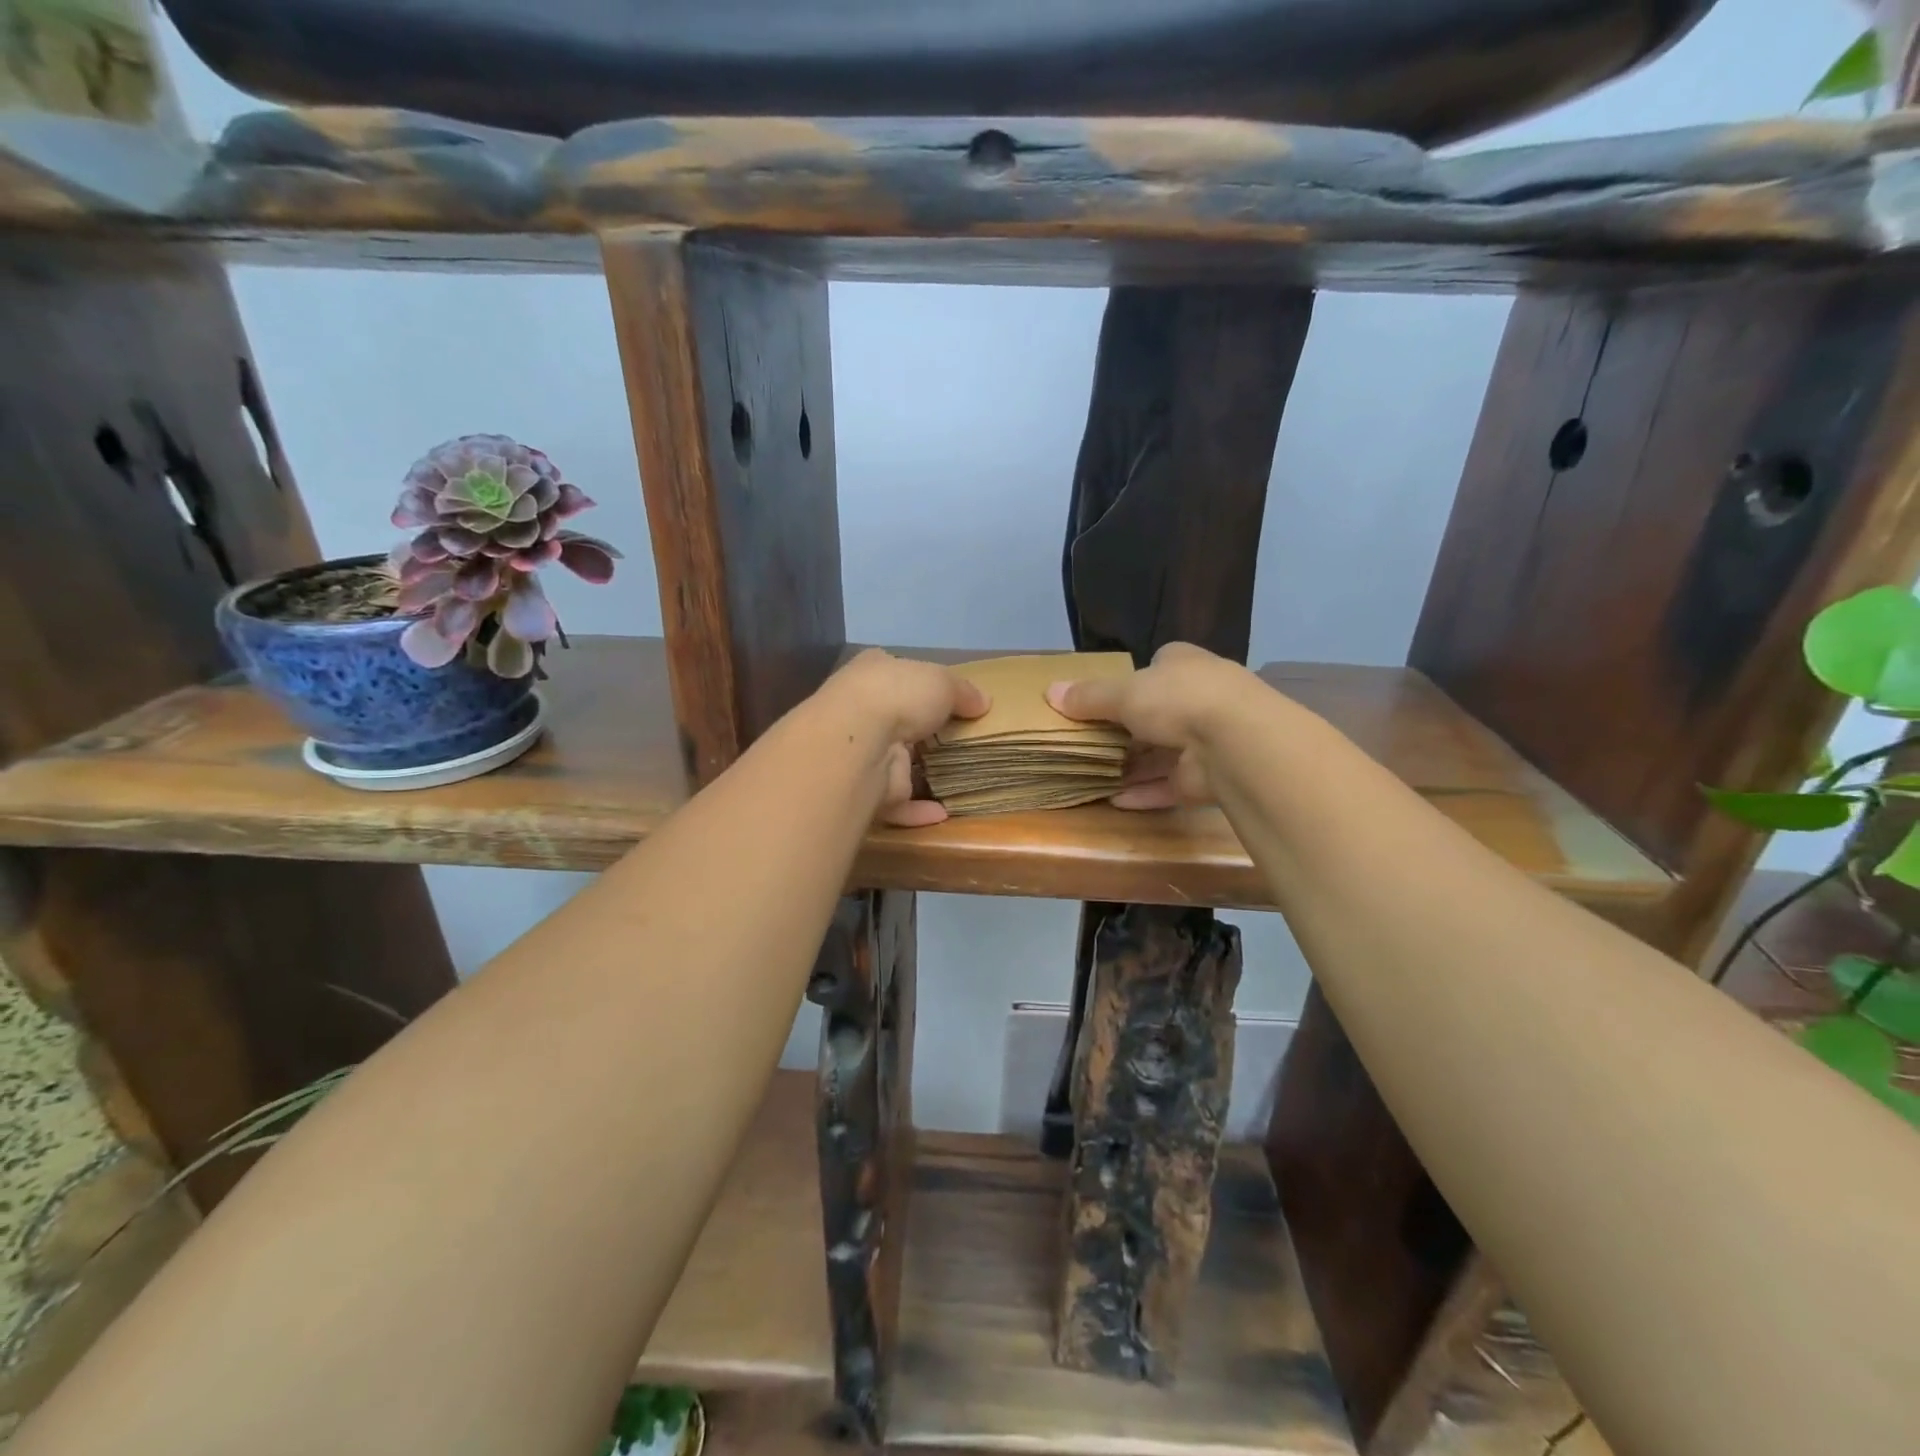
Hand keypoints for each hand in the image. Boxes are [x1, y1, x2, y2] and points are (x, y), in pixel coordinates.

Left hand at [816, 649, 989, 826]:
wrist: (857, 741)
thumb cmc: (897, 695)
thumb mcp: (942, 681)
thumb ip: (964, 692)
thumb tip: (984, 702)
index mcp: (871, 673)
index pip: (893, 672)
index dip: (915, 681)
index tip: (941, 695)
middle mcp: (859, 710)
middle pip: (894, 719)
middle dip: (918, 730)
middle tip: (954, 740)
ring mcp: (859, 753)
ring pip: (892, 762)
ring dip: (915, 772)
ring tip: (952, 778)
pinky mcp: (865, 791)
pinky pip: (895, 803)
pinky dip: (917, 810)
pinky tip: (942, 814)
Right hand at [1045, 642, 1258, 809]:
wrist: (1235, 741)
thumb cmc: (1177, 699)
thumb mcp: (1123, 692)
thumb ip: (1088, 697)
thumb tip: (1049, 692)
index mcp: (1184, 665)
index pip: (1157, 667)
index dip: (1132, 681)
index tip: (1103, 698)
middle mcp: (1199, 698)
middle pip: (1157, 713)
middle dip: (1127, 729)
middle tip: (1089, 741)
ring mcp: (1207, 740)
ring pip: (1162, 753)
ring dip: (1133, 766)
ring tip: (1093, 775)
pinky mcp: (1207, 778)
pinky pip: (1168, 786)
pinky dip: (1143, 793)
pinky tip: (1114, 801)